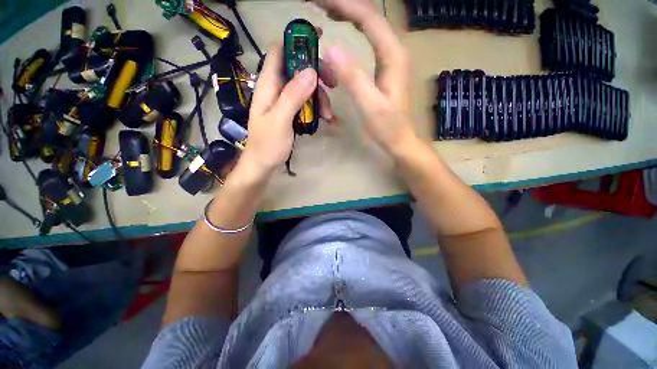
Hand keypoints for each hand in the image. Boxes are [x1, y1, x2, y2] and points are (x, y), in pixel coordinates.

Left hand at [239, 42, 336, 178]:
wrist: (262, 165)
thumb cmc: (267, 146)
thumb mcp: (280, 121)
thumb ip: (292, 96)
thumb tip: (311, 72)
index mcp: (268, 85)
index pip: (279, 51)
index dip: (296, 40)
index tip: (319, 40)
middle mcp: (276, 88)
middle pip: (297, 68)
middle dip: (317, 74)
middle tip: (333, 85)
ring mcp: (284, 101)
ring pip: (305, 87)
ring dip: (320, 97)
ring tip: (329, 115)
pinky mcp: (290, 112)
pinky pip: (306, 102)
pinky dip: (317, 107)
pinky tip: (326, 119)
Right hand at [314, 0, 417, 156]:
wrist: (400, 139)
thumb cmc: (387, 126)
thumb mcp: (369, 105)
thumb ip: (352, 79)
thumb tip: (330, 49)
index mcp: (393, 56)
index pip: (369, 19)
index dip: (345, 6)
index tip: (321, 2)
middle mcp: (395, 50)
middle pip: (371, 16)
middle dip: (345, 5)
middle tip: (320, 3)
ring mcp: (392, 57)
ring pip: (371, 25)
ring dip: (350, 13)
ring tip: (327, 10)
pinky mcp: (387, 65)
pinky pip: (371, 38)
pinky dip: (356, 28)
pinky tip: (345, 28)